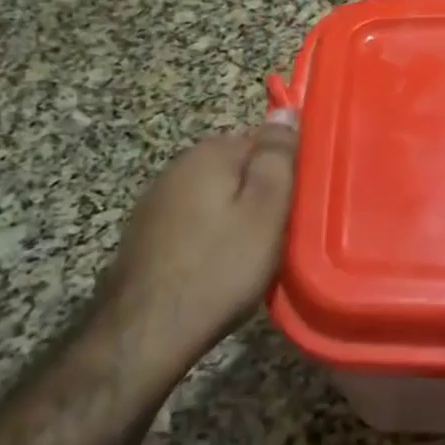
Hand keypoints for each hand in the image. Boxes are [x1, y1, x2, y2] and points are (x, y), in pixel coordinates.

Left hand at [95, 113, 298, 373]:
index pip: (262, 139)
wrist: (146, 333)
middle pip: (236, 167)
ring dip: (235, 213)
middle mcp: (178, 167)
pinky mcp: (145, 234)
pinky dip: (211, 233)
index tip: (299, 201)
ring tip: (253, 250)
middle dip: (259, 191)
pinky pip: (194, 220)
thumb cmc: (220, 268)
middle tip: (282, 230)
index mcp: (209, 153)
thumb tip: (284, 111)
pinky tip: (218, 263)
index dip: (286, 168)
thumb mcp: (266, 210)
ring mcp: (156, 201)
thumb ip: (277, 157)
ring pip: (214, 194)